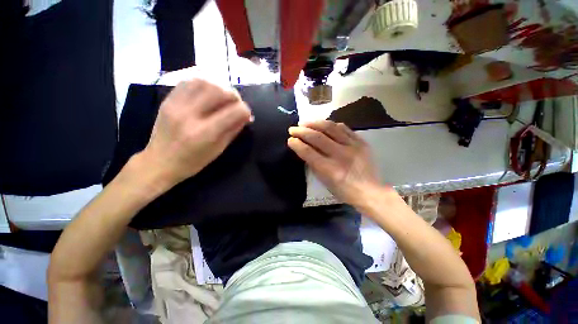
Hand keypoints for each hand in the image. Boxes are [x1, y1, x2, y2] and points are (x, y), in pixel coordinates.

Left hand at [140, 79, 251, 186]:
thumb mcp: (219, 149)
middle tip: (236, 104)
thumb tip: (247, 116)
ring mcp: (176, 105)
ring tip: (223, 97)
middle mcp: (190, 115)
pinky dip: (204, 84)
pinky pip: (189, 82)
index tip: (247, 115)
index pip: (234, 112)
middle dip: (235, 96)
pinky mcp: (168, 100)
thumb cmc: (193, 161)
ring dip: (219, 87)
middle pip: (219, 92)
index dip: (246, 111)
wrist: (160, 162)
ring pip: (204, 82)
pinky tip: (208, 93)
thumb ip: (234, 129)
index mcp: (205, 133)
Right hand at [288, 121, 381, 205]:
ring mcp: (353, 146)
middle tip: (293, 129)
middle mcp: (341, 155)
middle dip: (302, 131)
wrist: (370, 192)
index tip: (290, 139)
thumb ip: (314, 164)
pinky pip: (343, 128)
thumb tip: (304, 148)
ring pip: (330, 128)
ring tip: (305, 123)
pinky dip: (331, 125)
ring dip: (314, 123)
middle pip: (317, 137)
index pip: (309, 152)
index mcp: (330, 170)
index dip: (297, 144)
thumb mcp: (325, 182)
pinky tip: (323, 125)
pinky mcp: (361, 142)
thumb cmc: (344, 191)